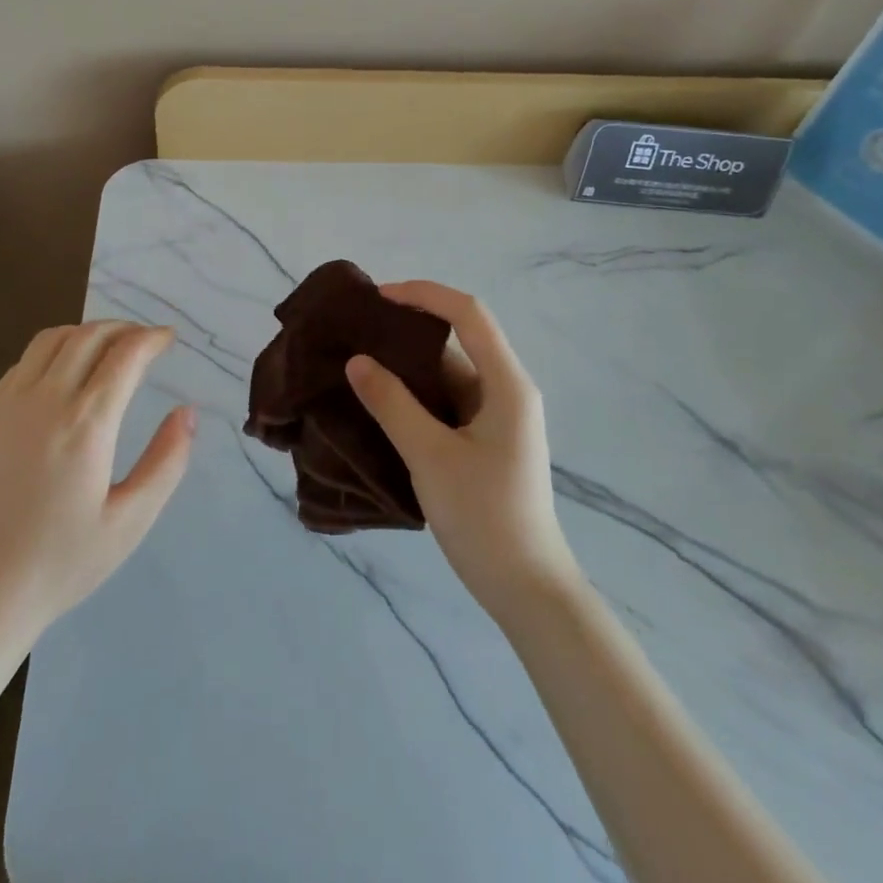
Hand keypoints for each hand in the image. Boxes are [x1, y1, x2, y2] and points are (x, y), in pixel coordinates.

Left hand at [0, 322, 195, 649]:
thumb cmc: (60, 563)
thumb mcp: (130, 522)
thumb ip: (166, 462)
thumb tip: (187, 413)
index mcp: (85, 424)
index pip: (125, 355)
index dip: (151, 338)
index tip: (168, 338)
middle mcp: (45, 400)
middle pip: (88, 336)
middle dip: (123, 329)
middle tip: (145, 340)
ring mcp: (8, 405)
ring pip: (51, 340)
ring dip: (87, 332)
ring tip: (108, 348)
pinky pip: (23, 362)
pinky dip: (53, 350)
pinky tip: (64, 373)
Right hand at [345, 281, 580, 622]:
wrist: (525, 587)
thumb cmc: (483, 516)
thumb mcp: (429, 455)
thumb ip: (391, 403)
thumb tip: (357, 361)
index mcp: (506, 384)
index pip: (468, 314)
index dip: (424, 295)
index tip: (378, 298)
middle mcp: (506, 390)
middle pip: (458, 340)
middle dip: (408, 329)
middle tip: (358, 331)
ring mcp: (496, 417)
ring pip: (448, 374)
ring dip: (408, 366)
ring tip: (358, 362)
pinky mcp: (484, 440)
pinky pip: (446, 402)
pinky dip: (414, 395)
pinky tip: (379, 401)